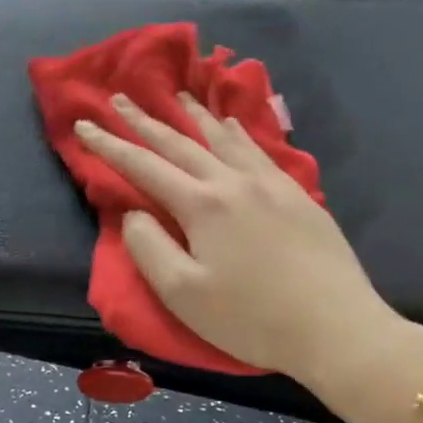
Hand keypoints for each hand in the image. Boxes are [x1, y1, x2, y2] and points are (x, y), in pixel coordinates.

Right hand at [75, 92, 422, 422]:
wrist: (338, 328)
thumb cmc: (252, 318)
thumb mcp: (183, 294)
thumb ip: (149, 247)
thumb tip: (134, 213)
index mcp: (202, 204)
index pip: (143, 165)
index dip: (109, 145)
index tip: (84, 124)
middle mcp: (233, 182)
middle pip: (180, 142)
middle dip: (145, 120)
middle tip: (121, 97)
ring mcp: (270, 184)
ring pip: (222, 138)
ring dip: (193, 115)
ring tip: (177, 95)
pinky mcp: (297, 195)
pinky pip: (257, 149)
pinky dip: (236, 131)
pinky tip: (232, 125)